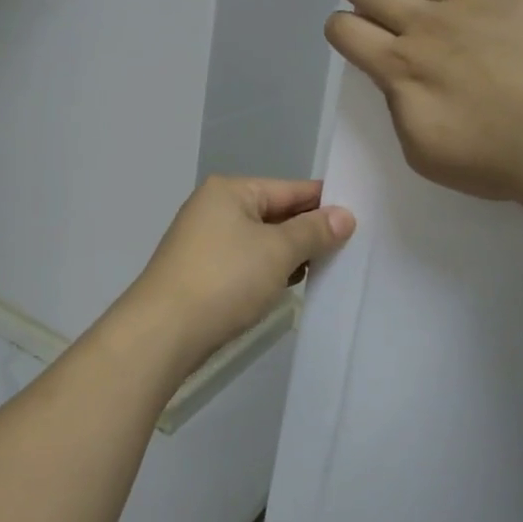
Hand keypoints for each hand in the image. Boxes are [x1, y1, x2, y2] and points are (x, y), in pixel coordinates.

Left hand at [127, 177, 355, 368]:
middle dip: (309, 231)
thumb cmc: (224, 280)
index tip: (360, 217)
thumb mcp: (278, 251)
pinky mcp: (201, 272)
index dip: (325, 202)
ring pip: (261, 240)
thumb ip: (314, 231)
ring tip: (326, 269)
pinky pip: (246, 262)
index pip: (290, 188)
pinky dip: (268, 270)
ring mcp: (204, 241)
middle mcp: (214, 208)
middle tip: (349, 248)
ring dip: (290, 254)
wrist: (162, 333)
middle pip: (275, 213)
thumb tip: (345, 216)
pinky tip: (288, 285)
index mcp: (230, 191)